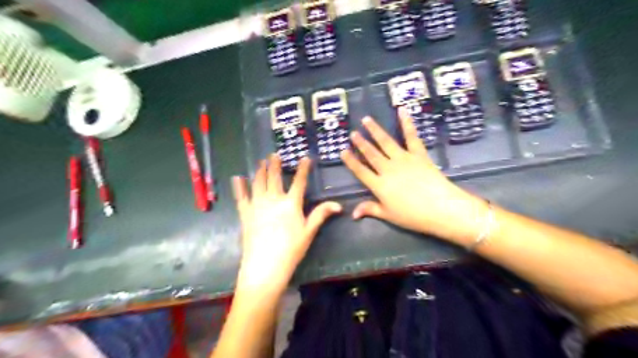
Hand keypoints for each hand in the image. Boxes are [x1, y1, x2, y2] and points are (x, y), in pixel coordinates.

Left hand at [234, 155, 341, 291]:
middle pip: (274, 177)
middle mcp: (273, 199)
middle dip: (275, 164)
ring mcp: (257, 205)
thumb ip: (321, 214)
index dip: (303, 169)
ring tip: (261, 161)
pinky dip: (239, 186)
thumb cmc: (291, 249)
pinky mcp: (245, 213)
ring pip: (258, 182)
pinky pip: (241, 196)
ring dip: (260, 170)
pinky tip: (237, 178)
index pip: (299, 181)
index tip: (305, 158)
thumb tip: (338, 205)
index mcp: (290, 203)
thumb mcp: (309, 231)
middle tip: (274, 154)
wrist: (265, 265)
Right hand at [345, 107, 489, 244]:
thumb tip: (353, 214)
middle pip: (371, 154)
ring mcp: (403, 159)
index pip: (360, 171)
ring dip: (375, 130)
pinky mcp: (418, 154)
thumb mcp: (388, 215)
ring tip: (367, 120)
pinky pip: (411, 136)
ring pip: (385, 142)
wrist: (440, 208)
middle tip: (353, 133)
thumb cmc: (413, 215)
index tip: (343, 151)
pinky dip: (407, 123)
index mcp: (379, 185)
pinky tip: (402, 110)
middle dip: (361, 143)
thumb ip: (370, 209)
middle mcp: (388, 168)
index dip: (351, 161)